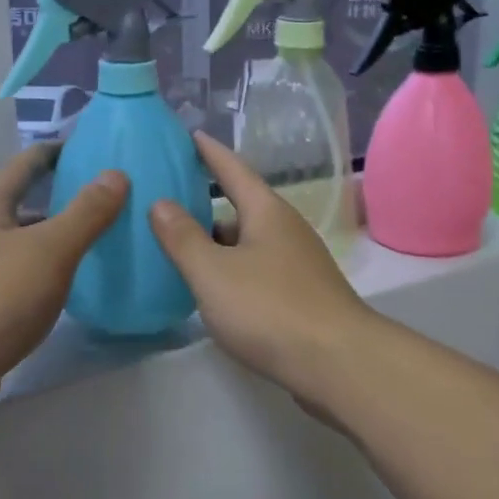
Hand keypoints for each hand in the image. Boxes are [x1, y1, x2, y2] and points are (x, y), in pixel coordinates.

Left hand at [0, 145, 125, 437]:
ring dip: (56, 240)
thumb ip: (85, 212)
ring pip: (23, 247)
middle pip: (23, 206)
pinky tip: (72, 290)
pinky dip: (48, 276)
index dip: (55, 152)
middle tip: (107, 199)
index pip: (24, 166)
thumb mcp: (50, 249)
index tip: (89, 147)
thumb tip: (116, 174)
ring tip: (99, 243)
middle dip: (61, 199)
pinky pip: (21, 281)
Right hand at [149, 132, 375, 401]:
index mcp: (267, 212)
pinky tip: (212, 291)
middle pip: (240, 208)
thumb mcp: (213, 272)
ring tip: (179, 251)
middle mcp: (286, 230)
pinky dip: (231, 271)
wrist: (337, 363)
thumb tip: (160, 203)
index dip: (208, 152)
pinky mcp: (301, 295)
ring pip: (248, 243)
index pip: (232, 169)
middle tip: (165, 205)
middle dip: (205, 205)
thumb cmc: (269, 308)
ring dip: (217, 244)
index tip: (188, 135)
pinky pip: (257, 270)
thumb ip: (182, 238)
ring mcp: (298, 264)